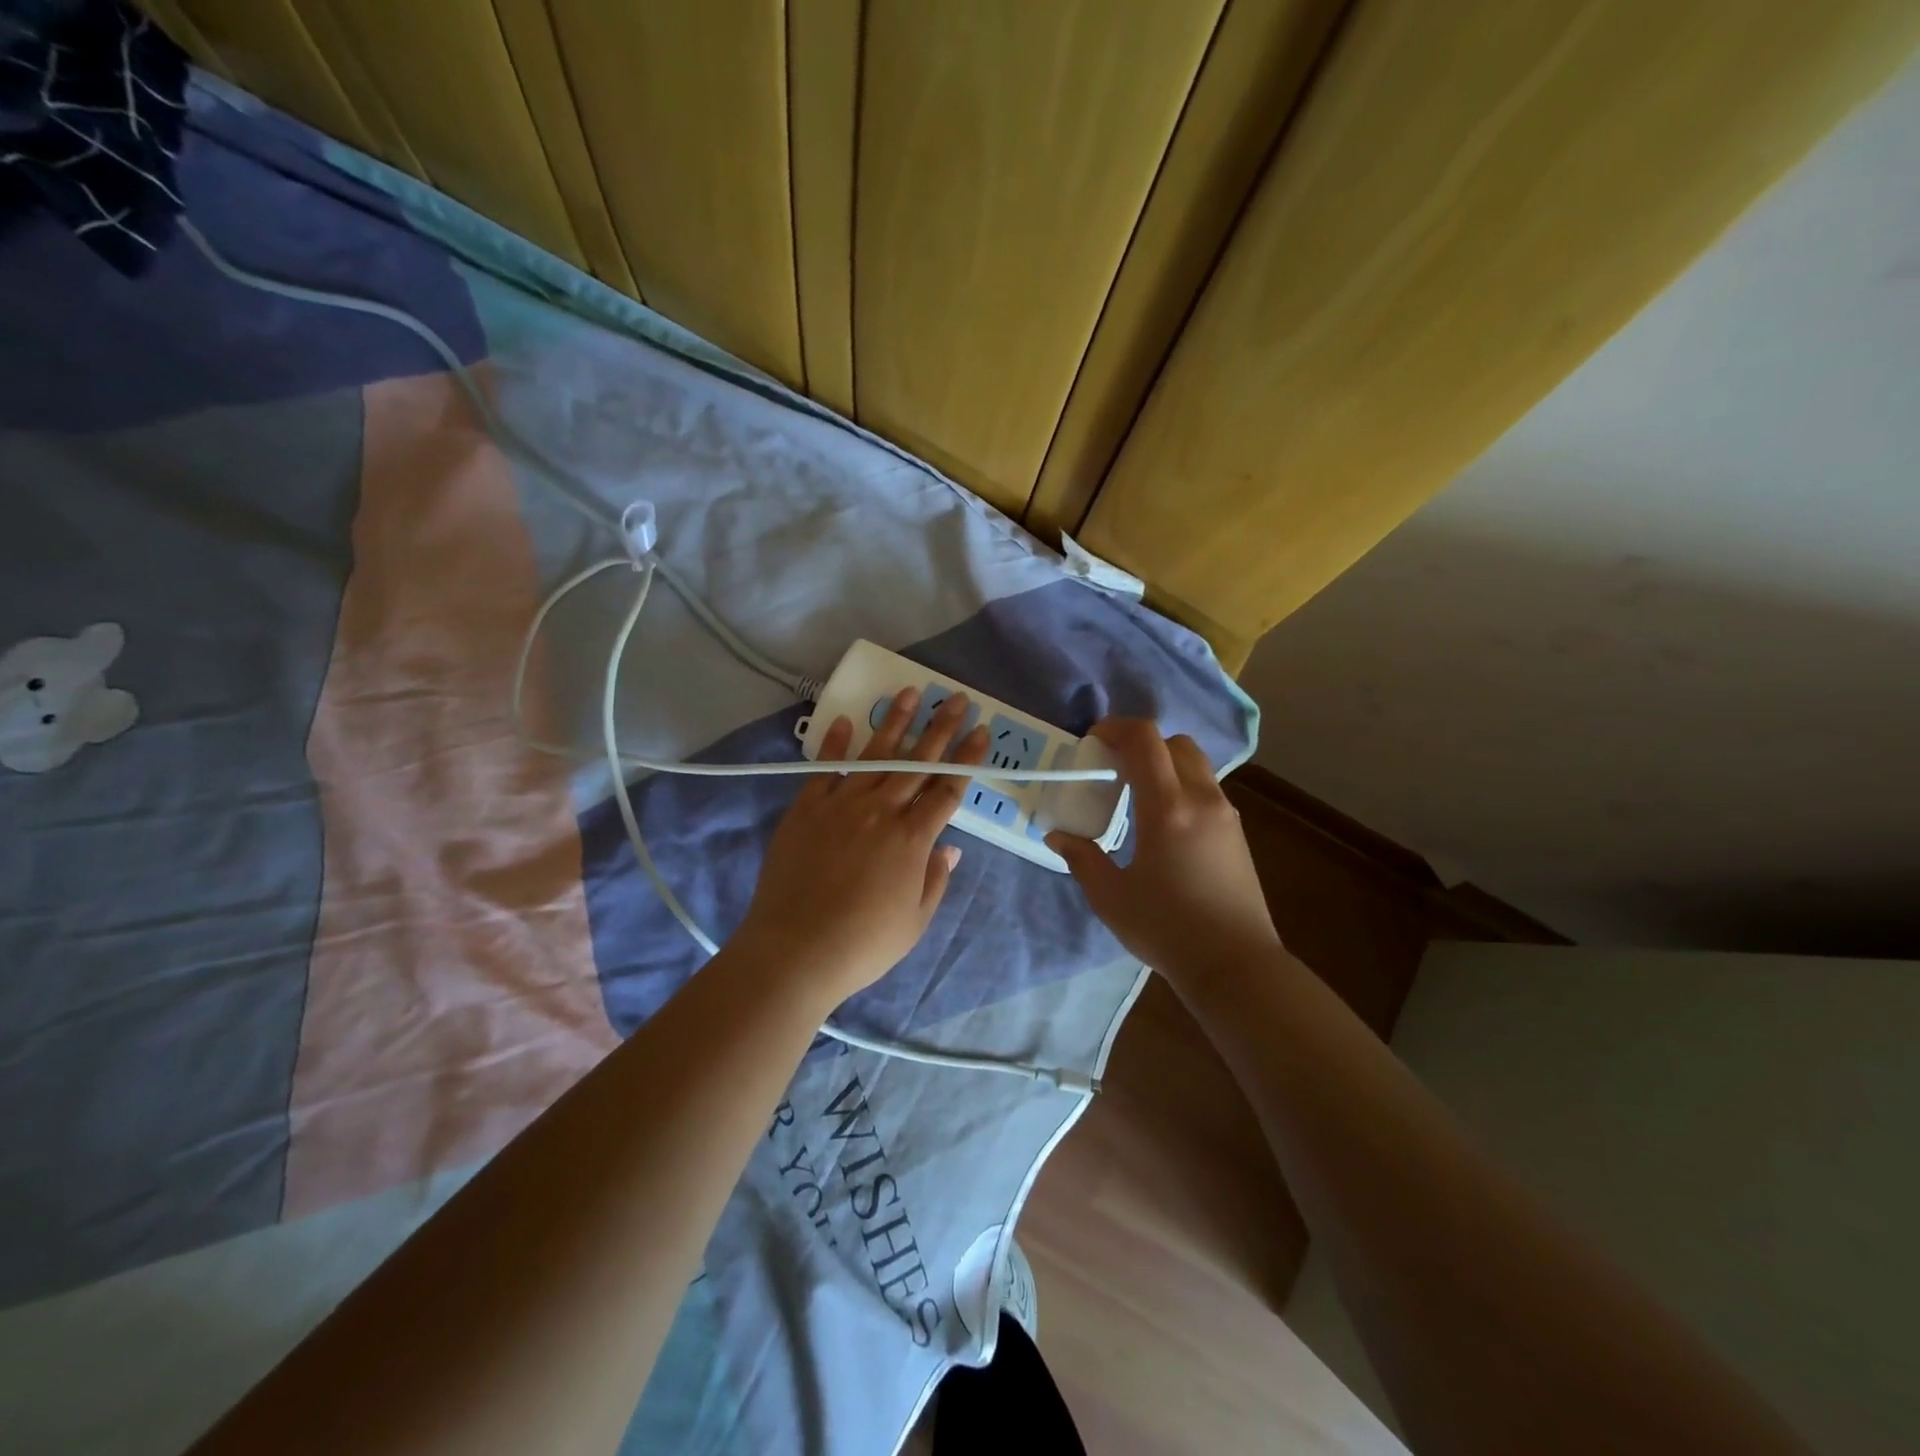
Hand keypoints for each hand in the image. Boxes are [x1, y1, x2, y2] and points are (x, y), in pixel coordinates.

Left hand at [733, 687, 987, 1006]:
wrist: (795, 950)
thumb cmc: (863, 944)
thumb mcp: (915, 921)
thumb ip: (936, 879)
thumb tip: (951, 847)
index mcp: (912, 838)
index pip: (948, 789)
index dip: (967, 759)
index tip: (981, 731)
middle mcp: (881, 811)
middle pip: (917, 762)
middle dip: (941, 728)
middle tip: (957, 698)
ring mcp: (841, 804)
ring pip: (875, 755)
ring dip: (896, 722)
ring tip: (911, 692)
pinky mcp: (806, 808)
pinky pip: (825, 768)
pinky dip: (836, 743)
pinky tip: (848, 720)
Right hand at [1047, 719, 1281, 984]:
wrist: (1235, 965)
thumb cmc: (1167, 929)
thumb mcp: (1111, 897)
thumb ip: (1082, 858)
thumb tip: (1058, 835)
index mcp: (1167, 809)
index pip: (1145, 740)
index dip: (1115, 728)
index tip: (1092, 741)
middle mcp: (1201, 799)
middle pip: (1174, 742)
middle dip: (1140, 744)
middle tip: (1112, 767)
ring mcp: (1225, 813)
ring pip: (1194, 763)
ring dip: (1163, 763)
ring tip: (1136, 794)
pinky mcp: (1237, 831)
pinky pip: (1205, 787)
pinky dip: (1180, 784)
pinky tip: (1163, 821)